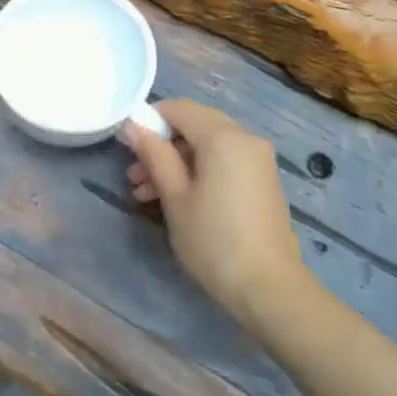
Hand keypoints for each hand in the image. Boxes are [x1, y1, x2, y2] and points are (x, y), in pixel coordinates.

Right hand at [124, 99, 305, 323]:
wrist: (269, 286)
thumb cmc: (214, 240)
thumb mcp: (175, 198)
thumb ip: (155, 155)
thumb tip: (135, 125)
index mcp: (223, 136)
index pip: (180, 109)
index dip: (151, 120)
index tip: (128, 145)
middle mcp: (245, 138)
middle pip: (196, 125)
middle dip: (162, 145)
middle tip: (134, 176)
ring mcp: (258, 159)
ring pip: (209, 146)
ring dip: (177, 162)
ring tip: (145, 194)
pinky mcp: (262, 180)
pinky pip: (225, 161)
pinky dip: (200, 171)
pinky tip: (176, 199)